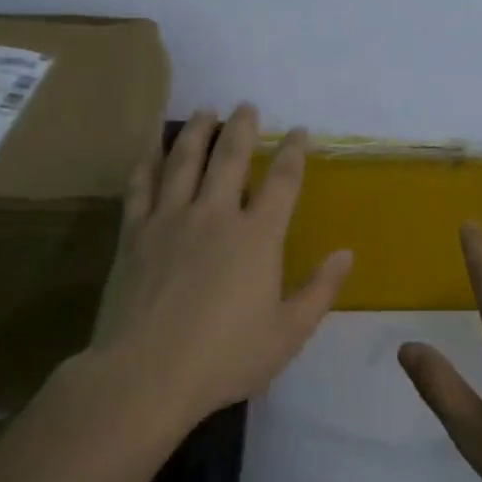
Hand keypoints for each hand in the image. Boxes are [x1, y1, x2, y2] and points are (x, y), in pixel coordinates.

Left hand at [89, 104, 352, 424]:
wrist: (146, 375)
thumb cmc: (225, 358)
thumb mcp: (288, 333)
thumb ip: (320, 290)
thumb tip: (347, 253)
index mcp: (258, 237)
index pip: (282, 181)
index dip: (293, 151)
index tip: (299, 131)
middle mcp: (215, 215)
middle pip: (230, 157)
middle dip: (243, 127)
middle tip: (247, 105)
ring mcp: (170, 220)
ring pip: (184, 160)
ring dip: (197, 131)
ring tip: (205, 111)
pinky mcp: (134, 234)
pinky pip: (140, 186)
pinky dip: (147, 161)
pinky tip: (151, 147)